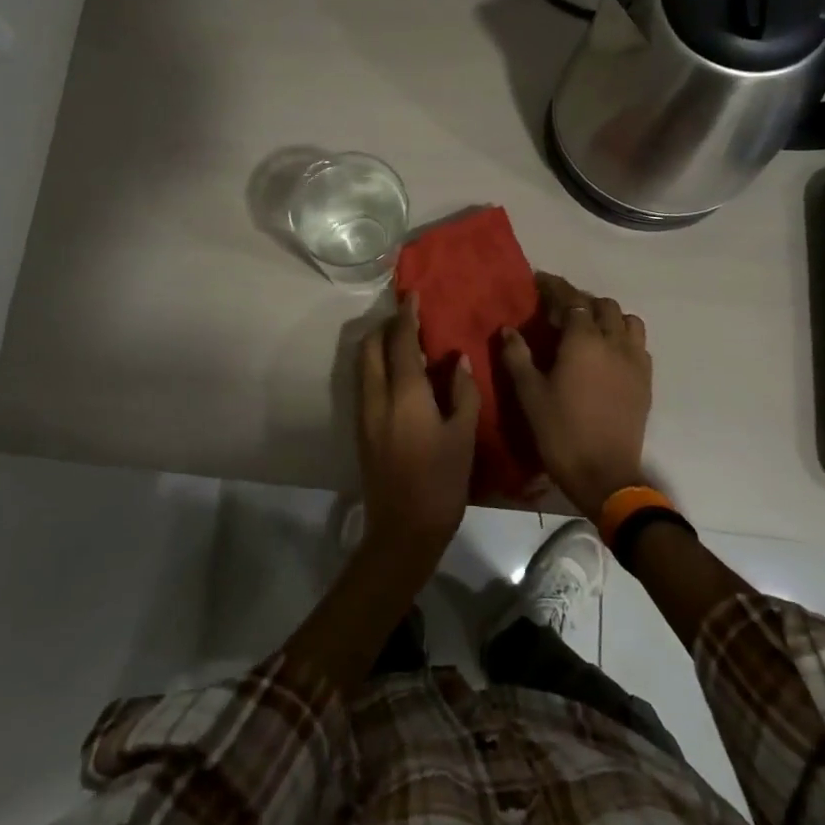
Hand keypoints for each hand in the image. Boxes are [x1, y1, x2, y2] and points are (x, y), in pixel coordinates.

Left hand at [356, 294, 480, 568]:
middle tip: (410, 320)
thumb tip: (458, 360)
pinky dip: (377, 366)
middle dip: (386, 327)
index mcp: (404, 394)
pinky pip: (364, 382)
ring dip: (379, 345)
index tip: (413, 296)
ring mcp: (364, 412)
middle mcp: (377, 396)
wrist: (403, 529)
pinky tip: (399, 375)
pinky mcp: (361, 428)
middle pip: (371, 346)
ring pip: (363, 364)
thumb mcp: (463, 436)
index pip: (401, 342)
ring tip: (405, 344)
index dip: (407, 316)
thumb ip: (462, 393)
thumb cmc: (441, 482)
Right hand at [499, 273, 652, 518]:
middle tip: (557, 312)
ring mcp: (635, 361)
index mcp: (583, 341)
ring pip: (627, 321)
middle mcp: (614, 343)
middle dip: (580, 302)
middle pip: (602, 306)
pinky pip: (638, 345)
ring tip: (587, 329)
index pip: (571, 300)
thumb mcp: (529, 394)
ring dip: (607, 317)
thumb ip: (517, 356)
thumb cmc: (560, 432)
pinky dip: (622, 337)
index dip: (555, 287)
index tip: (539, 281)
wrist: (604, 474)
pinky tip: (607, 354)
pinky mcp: (645, 381)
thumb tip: (508, 330)